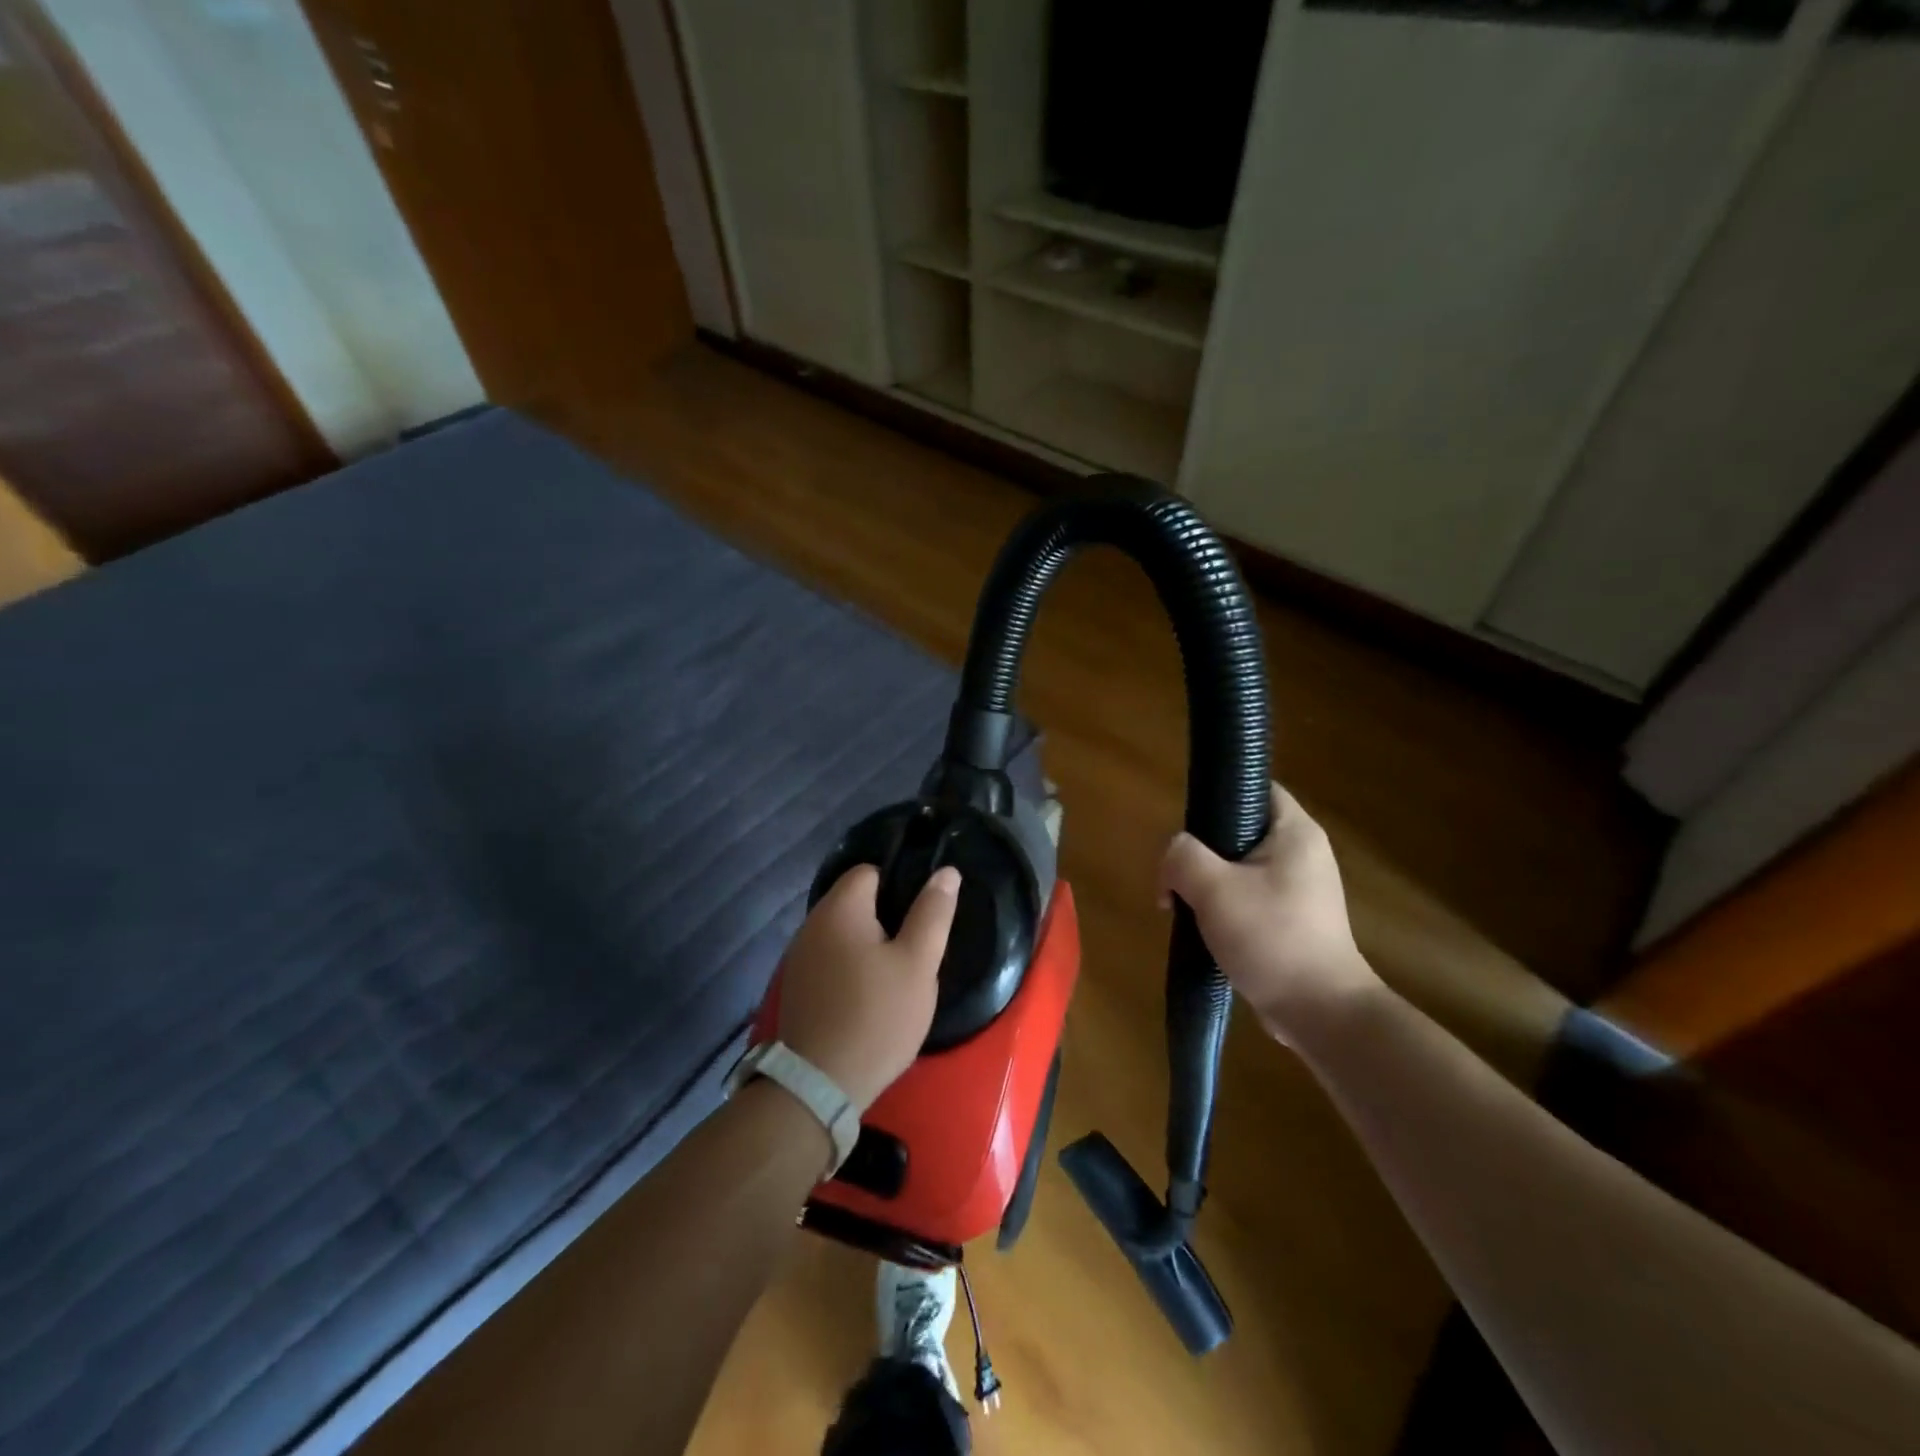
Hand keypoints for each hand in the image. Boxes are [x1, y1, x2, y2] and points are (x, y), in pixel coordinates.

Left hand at [777, 864, 959, 1111]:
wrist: (819, 1086)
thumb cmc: (876, 1016)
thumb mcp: (917, 964)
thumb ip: (932, 913)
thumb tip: (946, 871)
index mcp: (839, 909)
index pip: (870, 871)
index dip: (900, 885)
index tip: (922, 915)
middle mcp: (811, 924)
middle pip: (855, 902)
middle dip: (887, 918)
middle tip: (916, 949)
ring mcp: (799, 958)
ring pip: (843, 933)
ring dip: (869, 945)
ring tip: (896, 974)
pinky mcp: (797, 988)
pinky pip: (830, 960)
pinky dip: (850, 967)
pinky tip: (869, 995)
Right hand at [1158, 782, 1379, 1044]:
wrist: (1319, 1011)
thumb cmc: (1270, 937)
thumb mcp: (1213, 888)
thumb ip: (1182, 856)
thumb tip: (1174, 856)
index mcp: (1295, 831)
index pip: (1254, 787)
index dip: (1217, 795)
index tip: (1187, 824)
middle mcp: (1303, 853)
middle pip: (1238, 830)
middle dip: (1201, 851)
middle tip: (1178, 875)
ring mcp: (1300, 888)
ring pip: (1238, 867)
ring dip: (1207, 883)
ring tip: (1185, 906)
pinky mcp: (1293, 919)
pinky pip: (1248, 897)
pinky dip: (1224, 907)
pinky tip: (1206, 929)